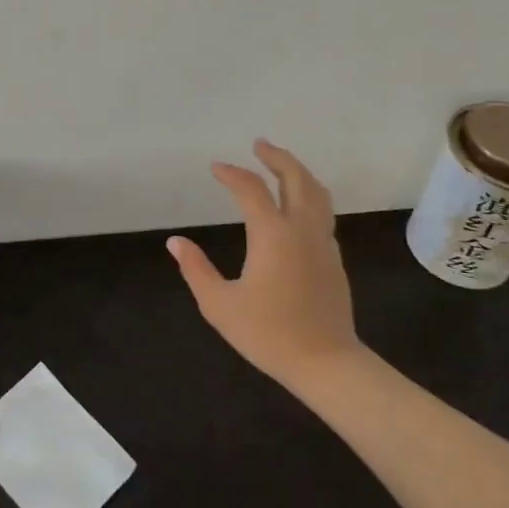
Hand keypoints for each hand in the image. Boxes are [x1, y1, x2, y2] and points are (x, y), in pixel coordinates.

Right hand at [166, 140, 360, 392]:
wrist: (326, 363)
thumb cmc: (269, 334)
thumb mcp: (220, 305)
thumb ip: (195, 269)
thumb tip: (175, 242)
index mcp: (273, 234)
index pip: (251, 189)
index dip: (231, 173)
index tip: (215, 168)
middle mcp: (301, 229)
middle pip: (295, 177)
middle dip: (277, 157)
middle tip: (259, 145)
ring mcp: (322, 242)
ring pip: (317, 192)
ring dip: (298, 172)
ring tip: (281, 165)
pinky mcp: (333, 257)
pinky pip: (322, 213)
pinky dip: (308, 195)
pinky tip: (296, 206)